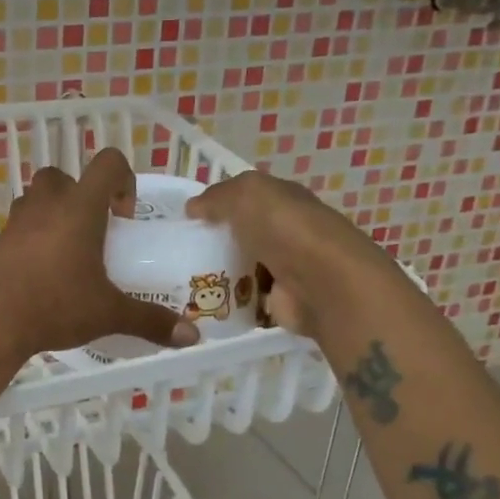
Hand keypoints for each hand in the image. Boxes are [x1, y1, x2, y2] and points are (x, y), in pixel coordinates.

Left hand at [0, 148, 200, 359]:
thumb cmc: (55, 305)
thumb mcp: (108, 313)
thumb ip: (150, 320)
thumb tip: (192, 336)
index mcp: (79, 208)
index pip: (106, 163)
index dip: (123, 178)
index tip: (124, 217)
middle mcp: (46, 205)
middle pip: (63, 176)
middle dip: (81, 195)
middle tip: (94, 231)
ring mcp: (16, 222)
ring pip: (36, 198)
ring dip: (54, 212)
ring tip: (69, 251)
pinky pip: (19, 226)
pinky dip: (33, 237)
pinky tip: (44, 273)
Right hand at [186, 170, 379, 335]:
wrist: (321, 283)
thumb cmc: (284, 229)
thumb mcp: (245, 195)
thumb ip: (217, 197)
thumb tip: (192, 208)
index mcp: (283, 200)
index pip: (247, 198)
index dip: (218, 204)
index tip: (186, 219)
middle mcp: (287, 232)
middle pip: (243, 235)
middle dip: (215, 242)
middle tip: (178, 252)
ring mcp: (285, 269)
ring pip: (243, 267)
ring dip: (218, 274)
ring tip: (181, 280)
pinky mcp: (281, 301)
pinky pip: (247, 300)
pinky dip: (229, 303)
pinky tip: (203, 303)